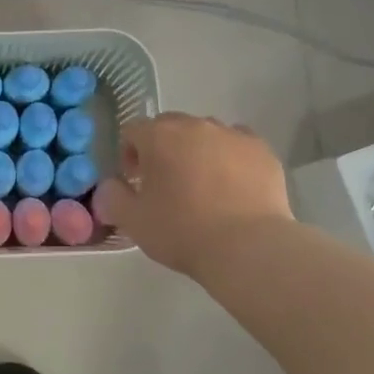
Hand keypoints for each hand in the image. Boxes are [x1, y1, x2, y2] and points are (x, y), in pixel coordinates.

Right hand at [94, 113, 291, 278]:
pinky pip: (238, 145)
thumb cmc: (183, 231)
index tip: (134, 182)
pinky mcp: (263, 151)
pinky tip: (232, 185)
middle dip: (162, 148)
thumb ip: (112, 197)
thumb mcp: (133, 221)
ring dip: (196, 151)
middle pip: (170, 126)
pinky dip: (229, 158)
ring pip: (206, 133)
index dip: (128, 154)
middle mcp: (196, 125)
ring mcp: (233, 135)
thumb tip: (110, 186)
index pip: (133, 130)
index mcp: (159, 136)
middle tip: (165, 183)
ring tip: (202, 185)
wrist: (248, 247)